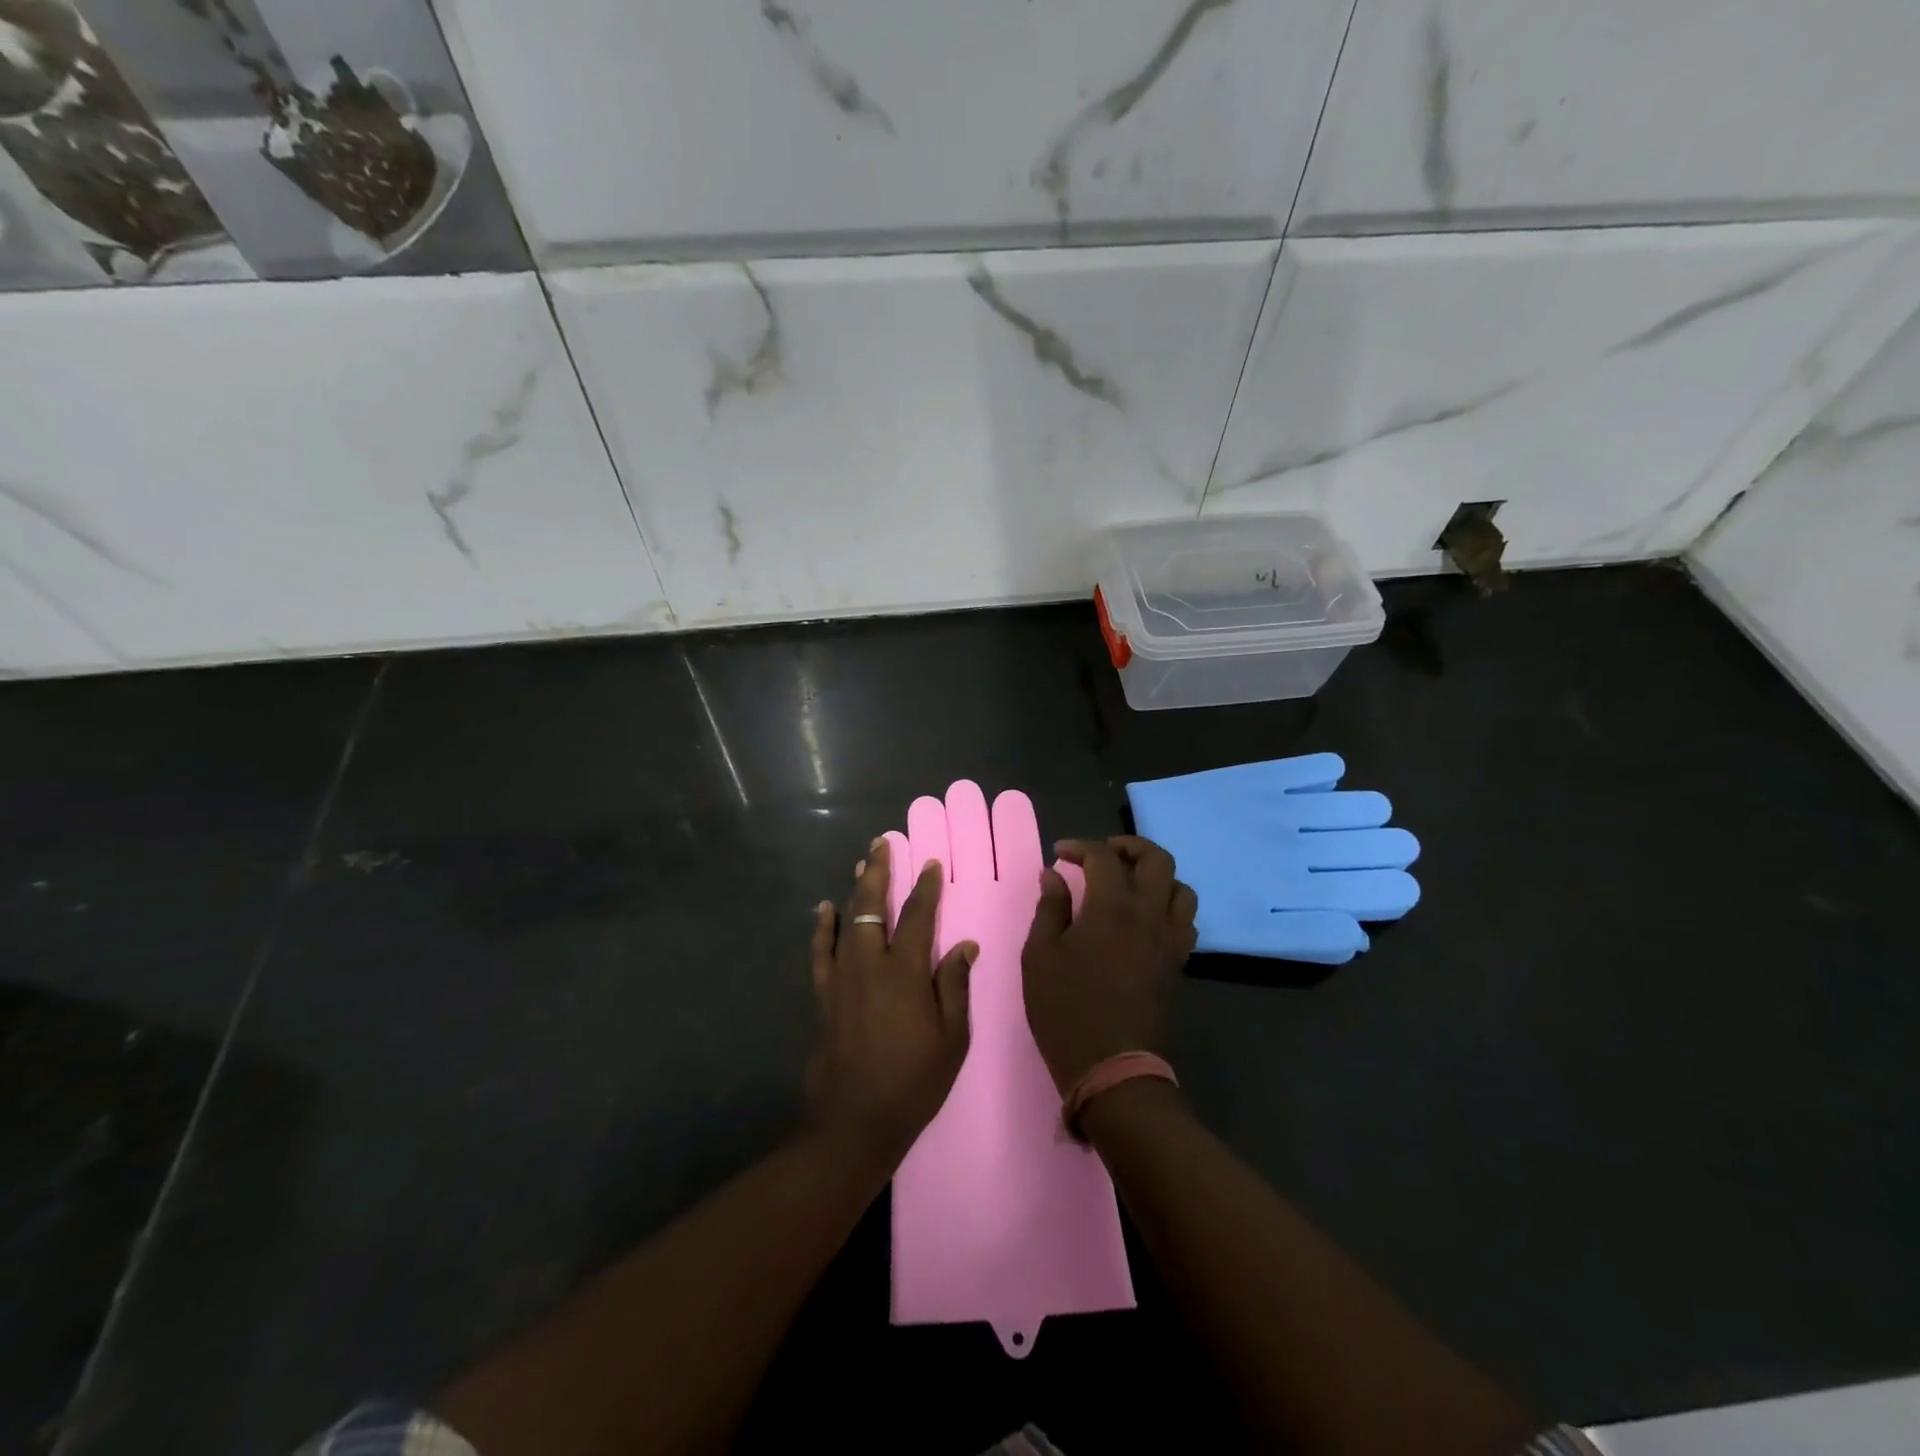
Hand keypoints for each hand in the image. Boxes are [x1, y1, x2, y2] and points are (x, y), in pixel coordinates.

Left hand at [805, 837, 977, 1174]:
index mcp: (906, 972)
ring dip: (855, 889)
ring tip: (861, 863)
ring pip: (848, 920)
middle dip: (880, 872)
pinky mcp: (824, 995)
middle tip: (882, 844)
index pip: (918, 917)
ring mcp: (843, 977)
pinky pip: (821, 951)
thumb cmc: (913, 1082)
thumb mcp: (952, 1039)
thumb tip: (964, 945)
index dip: (926, 888)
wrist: (855, 1120)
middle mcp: (871, 964)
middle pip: (874, 906)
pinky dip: (822, 927)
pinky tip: (824, 909)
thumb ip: (954, 987)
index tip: (931, 863)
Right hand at [1022, 836, 1197, 1095]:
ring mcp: (1170, 940)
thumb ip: (1050, 909)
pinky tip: (1145, 919)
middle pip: (1157, 860)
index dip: (1080, 847)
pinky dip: (1168, 907)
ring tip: (1129, 883)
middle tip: (1103, 854)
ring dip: (1156, 876)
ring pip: (1181, 888)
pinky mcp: (1178, 963)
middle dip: (1130, 846)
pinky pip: (1185, 920)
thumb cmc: (1067, 1009)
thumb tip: (1054, 875)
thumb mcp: (1040, 956)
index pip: (1104, 857)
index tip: (1059, 854)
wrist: (1113, 1068)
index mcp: (1112, 907)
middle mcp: (1149, 914)